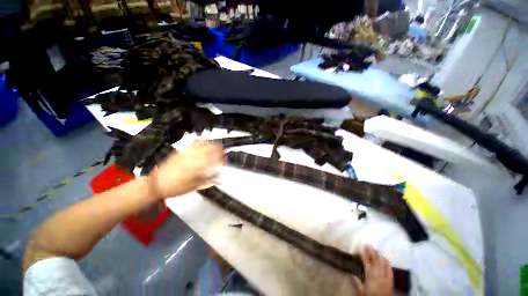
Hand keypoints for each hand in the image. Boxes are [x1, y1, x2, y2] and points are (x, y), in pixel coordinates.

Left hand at [148, 140, 222, 198]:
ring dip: (211, 143)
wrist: (157, 184)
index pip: (214, 159)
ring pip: (203, 145)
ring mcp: (187, 153)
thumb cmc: (176, 187)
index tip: (225, 159)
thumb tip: (218, 175)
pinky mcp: (181, 152)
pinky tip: (203, 141)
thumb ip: (208, 179)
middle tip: (223, 150)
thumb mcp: (194, 186)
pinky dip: (200, 141)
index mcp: (199, 166)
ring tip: (216, 144)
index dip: (221, 158)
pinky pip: (193, 144)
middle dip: (219, 148)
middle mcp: (194, 157)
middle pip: (210, 149)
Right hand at [352, 245, 393, 295]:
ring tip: (376, 247)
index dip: (363, 254)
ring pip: (382, 265)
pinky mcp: (391, 281)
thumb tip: (352, 274)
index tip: (360, 246)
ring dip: (379, 256)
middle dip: (371, 252)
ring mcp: (385, 278)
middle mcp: (378, 276)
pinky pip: (390, 271)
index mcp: (369, 277)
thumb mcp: (361, 293)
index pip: (366, 263)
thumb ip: (357, 284)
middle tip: (368, 243)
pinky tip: (387, 258)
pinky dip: (388, 264)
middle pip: (375, 262)